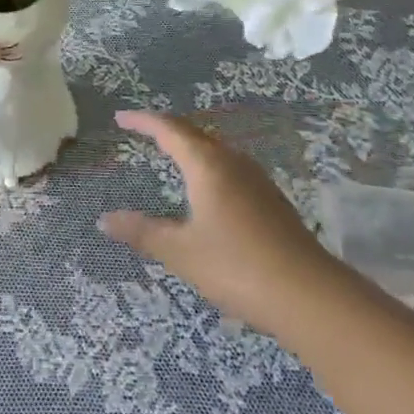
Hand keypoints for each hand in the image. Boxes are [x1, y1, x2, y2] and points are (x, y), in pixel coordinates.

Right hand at [99, 109, 336, 335]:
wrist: (310, 296)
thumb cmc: (237, 267)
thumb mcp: (181, 252)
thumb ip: (142, 232)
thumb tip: (104, 220)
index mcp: (207, 164)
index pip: (169, 129)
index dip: (143, 121)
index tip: (121, 117)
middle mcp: (232, 162)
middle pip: (194, 135)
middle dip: (167, 131)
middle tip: (144, 132)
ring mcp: (257, 180)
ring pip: (216, 151)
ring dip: (191, 148)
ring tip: (172, 155)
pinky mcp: (272, 201)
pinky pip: (230, 169)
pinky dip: (209, 167)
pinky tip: (209, 190)